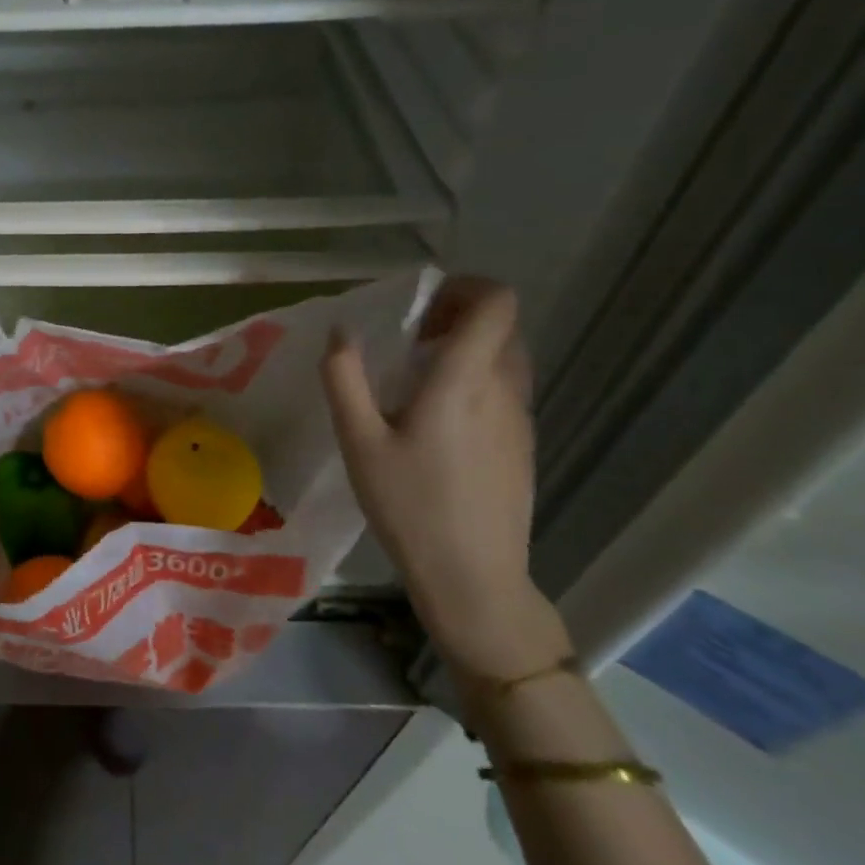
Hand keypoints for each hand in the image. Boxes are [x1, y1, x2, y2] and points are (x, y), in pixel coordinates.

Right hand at [321, 276, 565, 678]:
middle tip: (410, 338)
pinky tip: (437, 419)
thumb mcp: (358, 441)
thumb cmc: (409, 506)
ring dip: (468, 348)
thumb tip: (341, 331)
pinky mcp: (523, 444)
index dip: (465, 287)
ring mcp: (521, 419)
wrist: (474, 577)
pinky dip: (477, 379)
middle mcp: (503, 390)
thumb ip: (344, 378)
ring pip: (506, 357)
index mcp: (464, 381)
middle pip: (503, 325)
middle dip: (458, 316)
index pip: (497, 302)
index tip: (421, 305)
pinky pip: (506, 388)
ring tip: (419, 376)